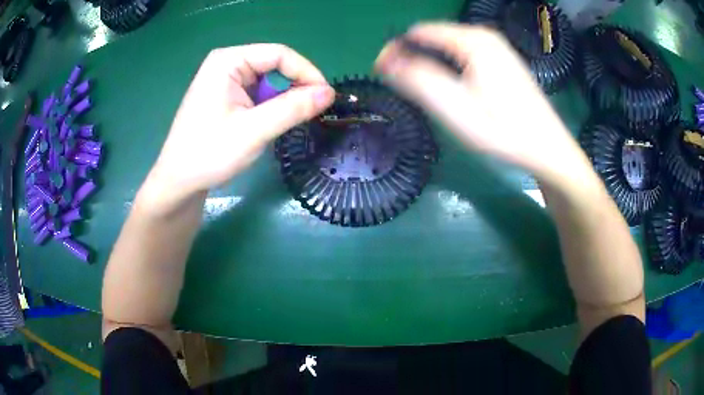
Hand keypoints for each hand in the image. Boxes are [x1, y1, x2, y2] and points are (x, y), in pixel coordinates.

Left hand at [142, 44, 335, 212]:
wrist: (178, 182)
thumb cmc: (209, 153)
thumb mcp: (254, 130)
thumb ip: (293, 108)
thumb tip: (330, 92)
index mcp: (228, 61)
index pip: (279, 54)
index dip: (306, 72)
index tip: (326, 98)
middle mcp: (226, 64)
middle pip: (273, 65)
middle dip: (294, 88)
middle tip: (309, 114)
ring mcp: (223, 80)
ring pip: (267, 81)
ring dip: (281, 101)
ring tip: (283, 124)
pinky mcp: (223, 96)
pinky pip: (256, 93)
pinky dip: (268, 107)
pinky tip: (265, 125)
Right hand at [375, 23, 589, 185]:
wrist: (548, 148)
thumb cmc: (504, 130)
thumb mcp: (457, 109)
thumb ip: (420, 80)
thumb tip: (386, 60)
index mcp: (473, 41)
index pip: (419, 32)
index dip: (397, 50)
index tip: (384, 74)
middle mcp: (485, 36)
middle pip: (434, 38)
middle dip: (415, 59)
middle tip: (407, 90)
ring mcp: (497, 47)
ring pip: (449, 47)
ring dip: (433, 65)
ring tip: (430, 94)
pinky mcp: (502, 60)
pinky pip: (465, 55)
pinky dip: (452, 68)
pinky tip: (456, 90)